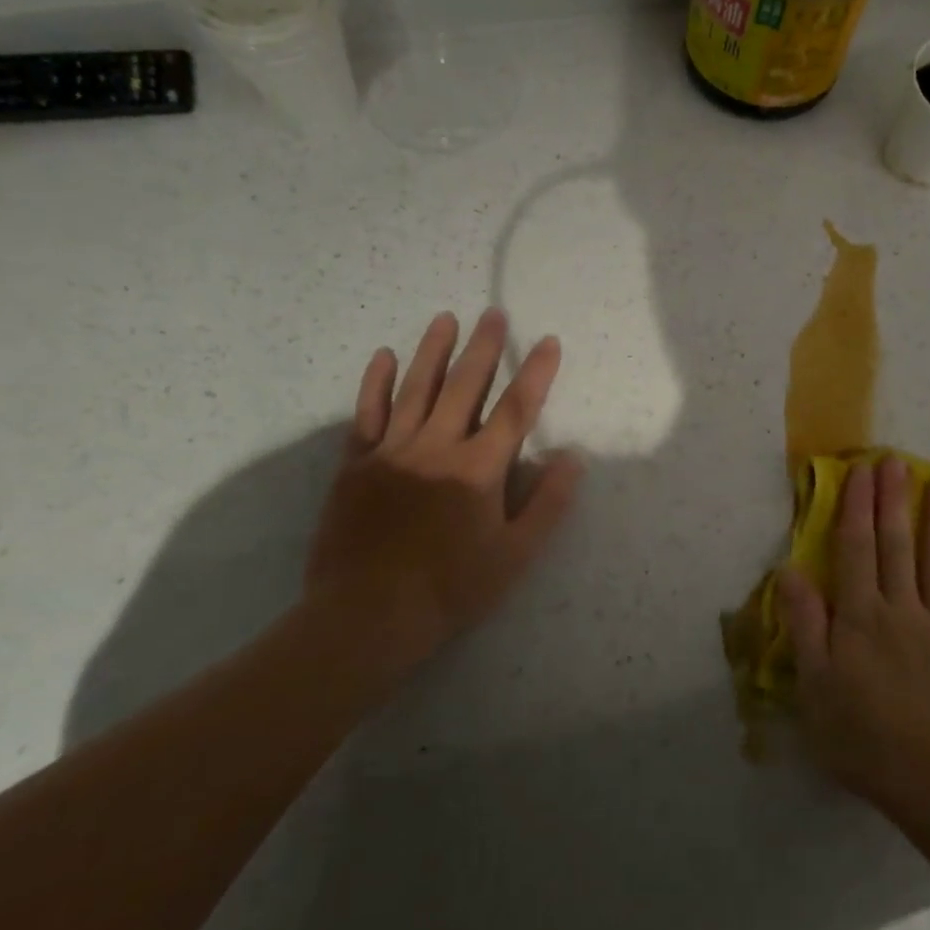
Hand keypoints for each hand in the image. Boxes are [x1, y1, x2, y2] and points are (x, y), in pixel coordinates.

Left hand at [300, 308, 583, 688]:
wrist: (366, 616)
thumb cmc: (451, 588)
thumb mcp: (515, 555)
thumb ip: (548, 504)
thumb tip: (572, 458)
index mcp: (479, 469)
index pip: (516, 409)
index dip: (536, 373)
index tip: (549, 342)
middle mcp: (437, 447)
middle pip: (465, 385)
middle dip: (485, 347)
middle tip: (494, 313)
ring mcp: (393, 451)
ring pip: (417, 389)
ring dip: (434, 350)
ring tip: (447, 318)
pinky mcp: (356, 464)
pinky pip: (368, 414)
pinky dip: (377, 383)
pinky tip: (385, 356)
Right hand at [776, 455, 929, 803]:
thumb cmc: (862, 736)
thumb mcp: (814, 686)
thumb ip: (805, 624)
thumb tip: (790, 569)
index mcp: (859, 616)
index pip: (855, 549)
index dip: (856, 508)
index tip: (860, 471)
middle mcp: (899, 609)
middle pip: (895, 546)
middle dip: (892, 501)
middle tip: (895, 461)